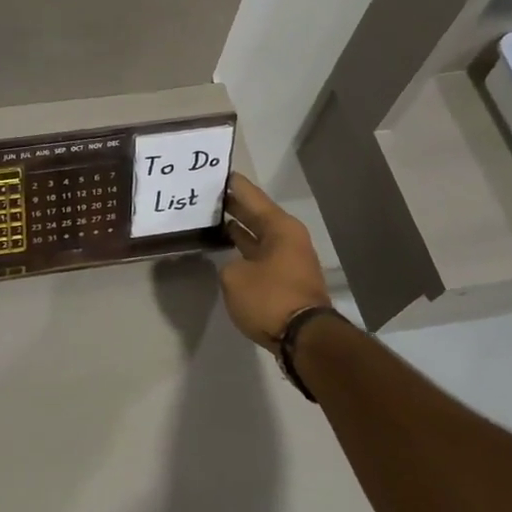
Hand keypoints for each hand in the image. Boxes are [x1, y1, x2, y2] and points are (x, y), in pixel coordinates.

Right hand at [219, 173, 330, 351]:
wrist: (304, 338)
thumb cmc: (270, 298)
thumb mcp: (234, 278)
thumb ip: (228, 265)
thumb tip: (236, 267)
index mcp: (279, 227)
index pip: (251, 195)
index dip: (232, 184)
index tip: (215, 172)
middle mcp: (288, 237)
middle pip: (256, 213)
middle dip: (233, 205)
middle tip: (206, 194)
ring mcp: (289, 259)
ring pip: (258, 235)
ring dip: (238, 228)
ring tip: (211, 217)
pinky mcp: (286, 279)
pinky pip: (260, 254)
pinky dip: (244, 248)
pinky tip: (225, 247)